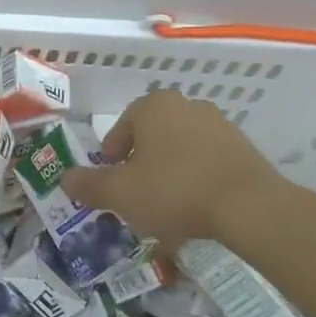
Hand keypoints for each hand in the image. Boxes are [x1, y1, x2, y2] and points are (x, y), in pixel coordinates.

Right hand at [59, 90, 287, 246]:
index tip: (114, 187)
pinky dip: (197, 182)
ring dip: (169, 175)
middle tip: (138, 198)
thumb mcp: (120, 193)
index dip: (111, 161)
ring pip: (179, 152)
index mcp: (153, 106)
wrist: (250, 208)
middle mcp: (186, 106)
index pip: (120, 130)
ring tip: (168, 210)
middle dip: (141, 168)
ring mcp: (219, 125)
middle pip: (150, 139)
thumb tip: (65, 178)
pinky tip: (196, 210)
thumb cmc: (175, 191)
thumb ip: (88, 184)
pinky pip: (207, 164)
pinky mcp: (243, 149)